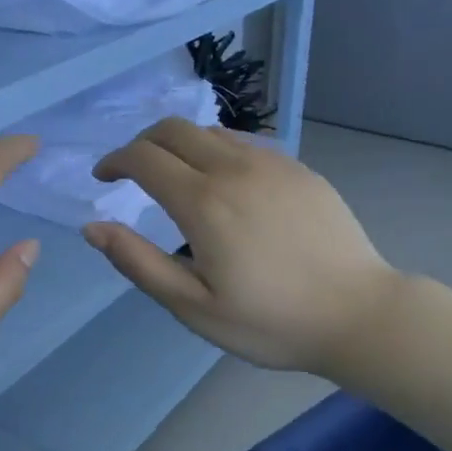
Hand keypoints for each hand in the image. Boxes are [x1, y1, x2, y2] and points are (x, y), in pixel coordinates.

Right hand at [82, 119, 399, 375]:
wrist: (359, 314)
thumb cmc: (270, 321)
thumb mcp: (193, 306)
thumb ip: (138, 262)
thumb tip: (92, 227)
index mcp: (204, 202)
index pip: (144, 158)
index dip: (115, 161)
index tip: (103, 178)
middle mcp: (235, 169)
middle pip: (173, 129)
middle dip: (142, 143)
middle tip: (132, 172)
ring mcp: (273, 164)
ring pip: (211, 131)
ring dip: (180, 144)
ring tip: (175, 176)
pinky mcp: (300, 169)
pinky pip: (246, 143)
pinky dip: (217, 150)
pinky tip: (224, 182)